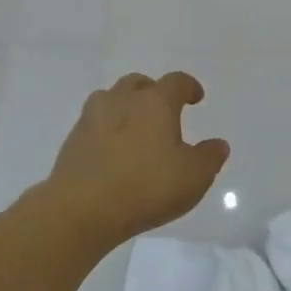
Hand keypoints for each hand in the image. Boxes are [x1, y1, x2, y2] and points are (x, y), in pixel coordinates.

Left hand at [44, 72, 229, 244]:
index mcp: (155, 103)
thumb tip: (218, 144)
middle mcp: (122, 101)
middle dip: (152, 92)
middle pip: (138, 83)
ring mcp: (92, 118)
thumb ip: (209, 157)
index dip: (189, 87)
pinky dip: (106, 130)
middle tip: (163, 110)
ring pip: (110, 99)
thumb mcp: (194, 177)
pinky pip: (93, 124)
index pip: (176, 82)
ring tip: (134, 127)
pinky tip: (112, 152)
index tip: (196, 97)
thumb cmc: (146, 187)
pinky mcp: (72, 141)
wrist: (82, 208)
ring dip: (124, 106)